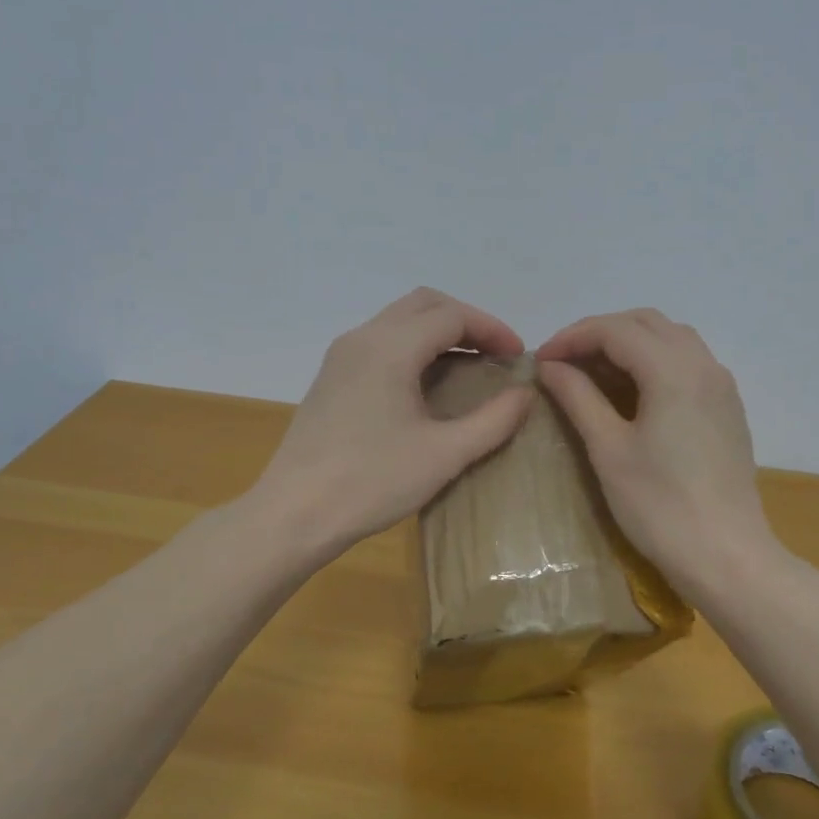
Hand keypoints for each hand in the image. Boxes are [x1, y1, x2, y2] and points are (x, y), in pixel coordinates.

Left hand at [252, 289, 536, 557]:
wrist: (293, 514)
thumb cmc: (372, 482)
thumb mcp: (444, 455)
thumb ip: (493, 420)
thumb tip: (525, 393)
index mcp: (391, 347)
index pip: (452, 316)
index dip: (492, 329)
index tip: (518, 357)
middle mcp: (363, 338)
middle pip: (424, 304)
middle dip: (466, 321)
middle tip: (496, 354)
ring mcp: (342, 355)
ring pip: (399, 320)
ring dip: (438, 332)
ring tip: (470, 366)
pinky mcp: (331, 376)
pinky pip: (381, 341)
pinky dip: (413, 346)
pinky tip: (428, 384)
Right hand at [537, 309, 779, 594]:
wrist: (727, 557)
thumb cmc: (659, 506)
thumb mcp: (608, 449)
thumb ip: (578, 397)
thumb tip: (551, 366)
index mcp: (673, 370)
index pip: (615, 330)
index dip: (573, 337)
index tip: (541, 360)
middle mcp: (703, 364)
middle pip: (646, 323)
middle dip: (600, 333)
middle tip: (564, 362)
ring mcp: (722, 385)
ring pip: (671, 338)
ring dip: (629, 342)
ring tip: (594, 371)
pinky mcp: (728, 407)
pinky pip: (688, 361)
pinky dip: (654, 359)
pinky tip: (633, 390)